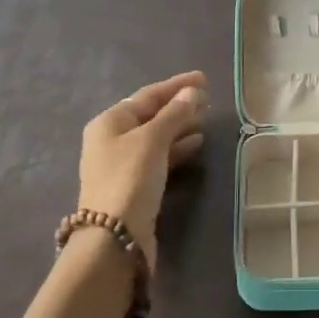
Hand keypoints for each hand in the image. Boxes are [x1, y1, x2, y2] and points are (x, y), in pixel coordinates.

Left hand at [78, 71, 208, 267]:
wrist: (114, 238)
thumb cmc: (130, 179)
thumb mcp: (153, 140)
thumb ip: (174, 114)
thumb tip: (193, 92)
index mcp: (109, 121)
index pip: (148, 94)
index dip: (177, 85)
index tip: (203, 79)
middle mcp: (111, 139)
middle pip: (150, 114)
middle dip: (179, 106)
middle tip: (208, 99)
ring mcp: (121, 163)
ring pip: (156, 136)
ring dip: (180, 126)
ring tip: (205, 119)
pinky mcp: (134, 185)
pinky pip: (158, 156)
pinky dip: (176, 148)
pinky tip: (195, 144)